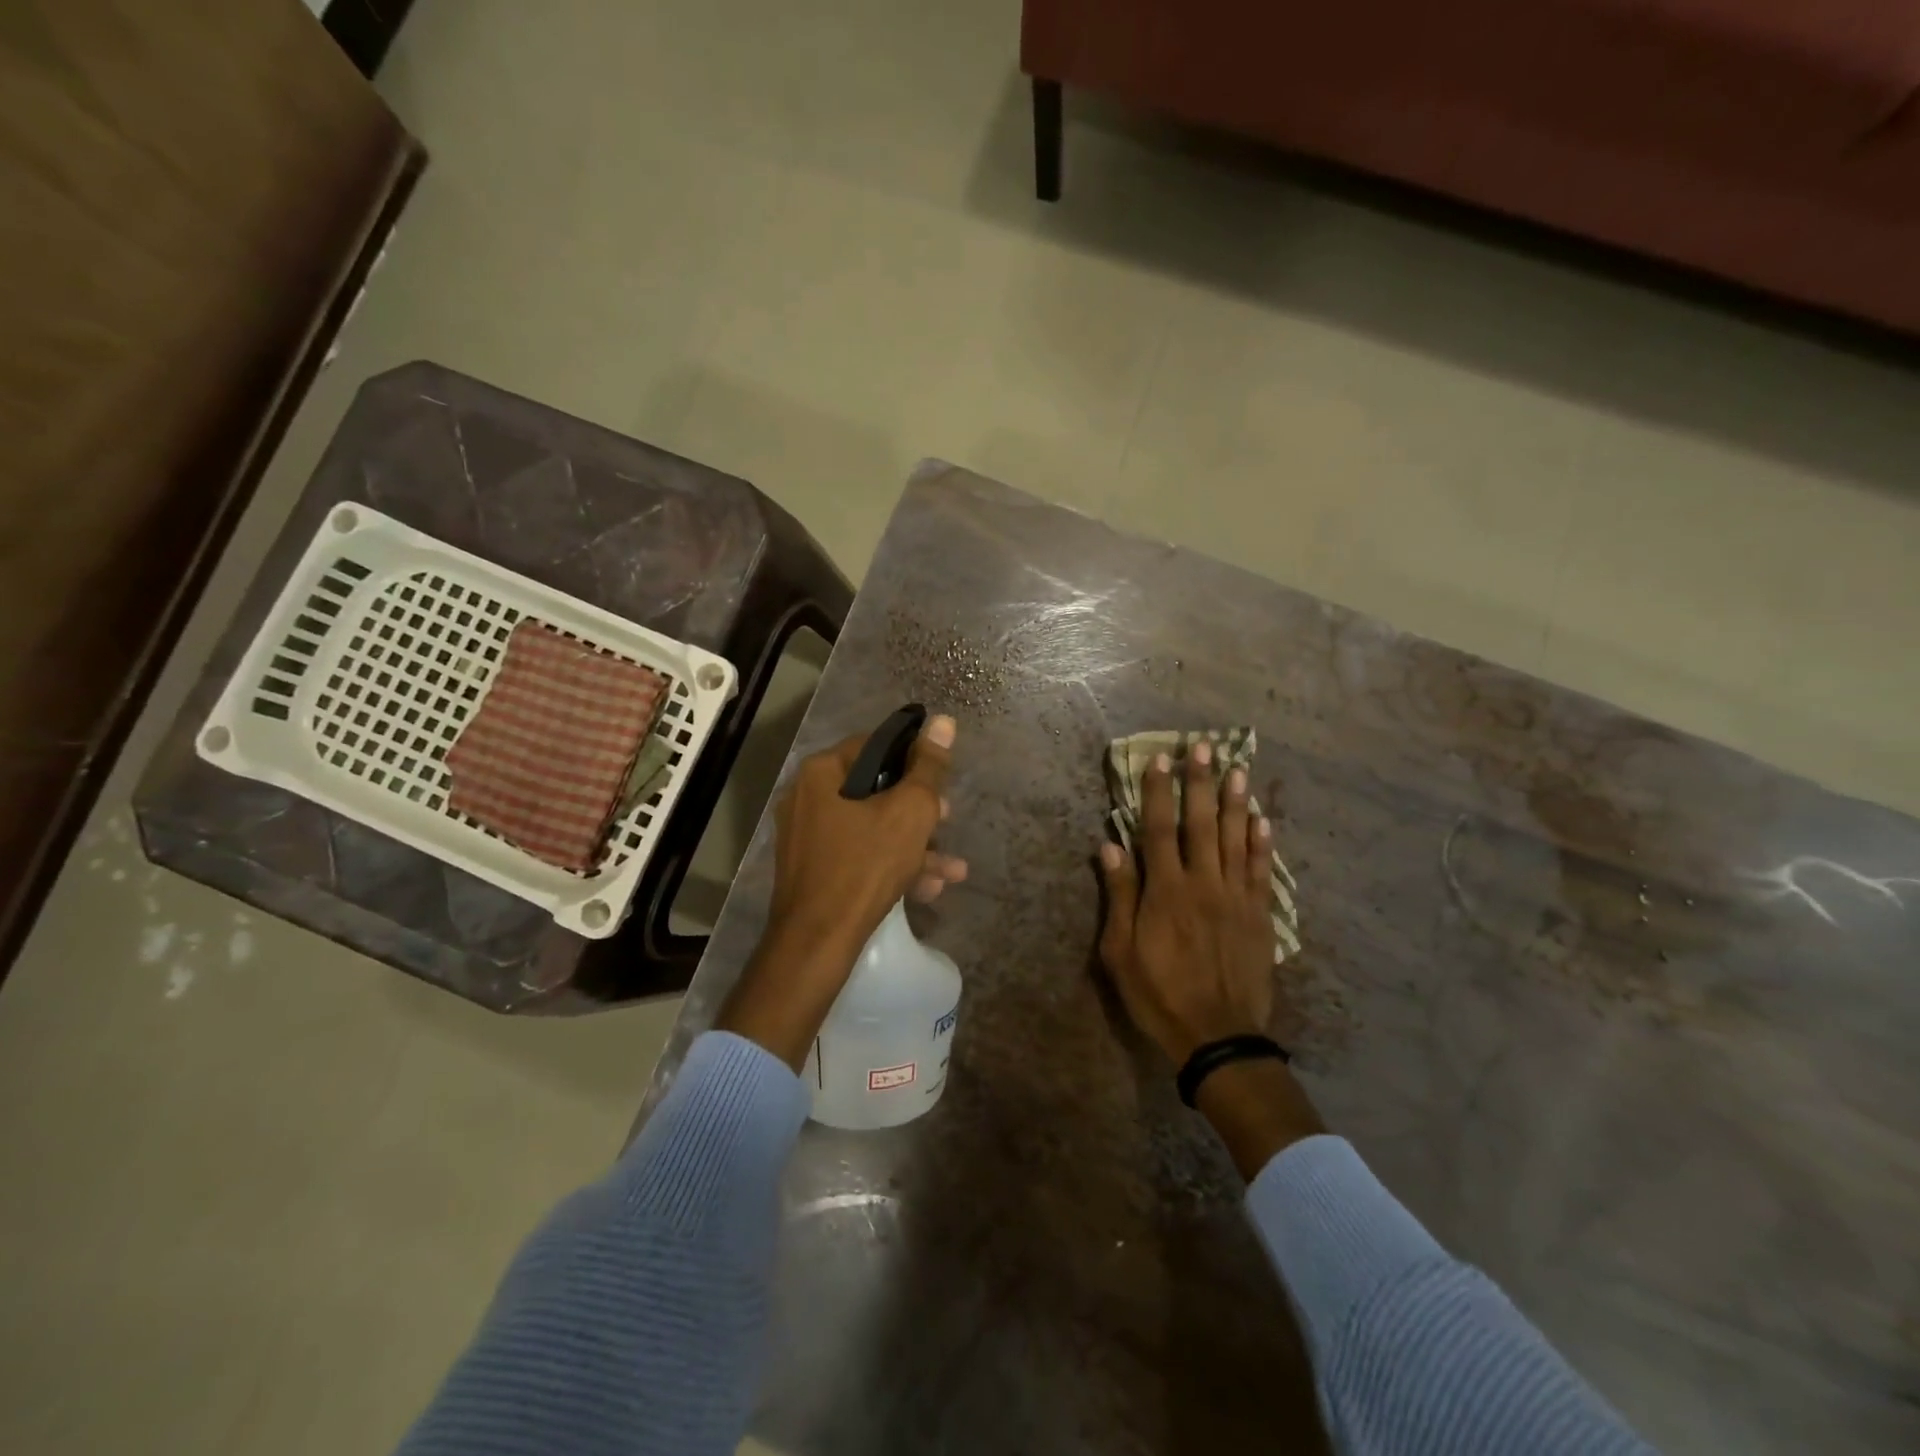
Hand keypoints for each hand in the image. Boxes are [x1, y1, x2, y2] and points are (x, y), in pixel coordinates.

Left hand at [765, 714, 965, 952]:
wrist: (818, 941)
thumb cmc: (866, 864)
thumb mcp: (910, 811)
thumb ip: (929, 767)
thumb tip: (944, 721)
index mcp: (822, 772)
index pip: (876, 745)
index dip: (914, 758)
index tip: (941, 780)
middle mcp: (807, 797)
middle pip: (875, 789)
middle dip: (919, 809)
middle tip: (947, 819)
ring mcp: (807, 836)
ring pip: (872, 827)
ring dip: (915, 845)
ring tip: (953, 869)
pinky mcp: (813, 870)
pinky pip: (859, 855)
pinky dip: (892, 865)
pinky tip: (929, 889)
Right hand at [1097, 744, 1322, 1176]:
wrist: (1217, 1037)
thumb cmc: (1158, 994)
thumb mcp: (1120, 953)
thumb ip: (1118, 897)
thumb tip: (1109, 847)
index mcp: (1165, 891)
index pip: (1159, 830)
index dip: (1158, 792)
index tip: (1160, 759)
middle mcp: (1203, 884)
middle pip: (1201, 824)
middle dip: (1200, 783)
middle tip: (1204, 747)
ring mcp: (1236, 898)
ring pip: (1236, 839)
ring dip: (1235, 802)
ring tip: (1237, 768)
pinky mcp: (1259, 916)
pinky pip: (1262, 871)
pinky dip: (1262, 843)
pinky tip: (1261, 819)